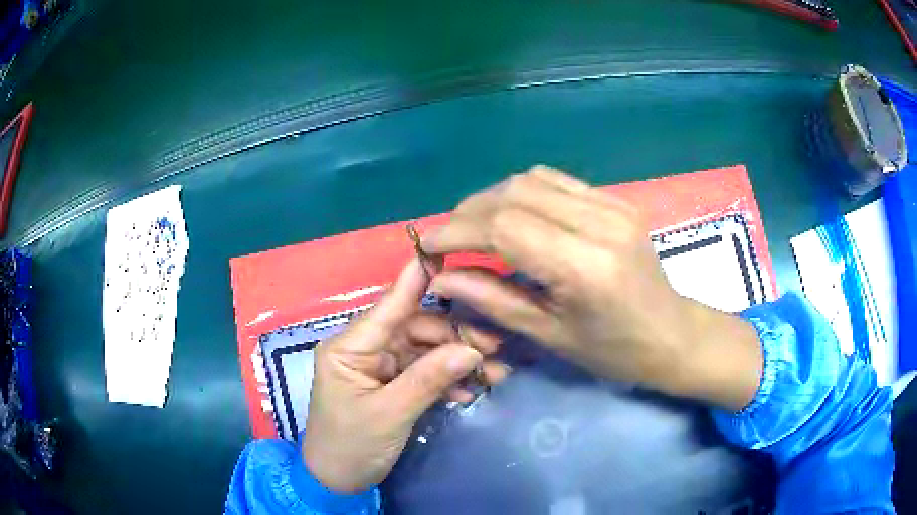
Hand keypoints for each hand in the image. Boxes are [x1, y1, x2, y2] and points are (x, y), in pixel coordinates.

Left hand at [302, 259, 508, 492]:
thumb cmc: (351, 445)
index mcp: (350, 346)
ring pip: (425, 350)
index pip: (388, 304)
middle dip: (455, 337)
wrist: (337, 480)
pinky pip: (424, 371)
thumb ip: (429, 379)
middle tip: (495, 347)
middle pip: (416, 328)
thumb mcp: (389, 414)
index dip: (417, 278)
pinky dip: (446, 380)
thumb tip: (471, 349)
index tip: (446, 253)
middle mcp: (364, 348)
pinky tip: (468, 392)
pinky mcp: (391, 383)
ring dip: (457, 360)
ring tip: (494, 373)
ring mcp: (379, 366)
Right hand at [422, 166, 762, 410]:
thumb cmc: (614, 351)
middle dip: (469, 212)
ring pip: (533, 179)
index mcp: (584, 267)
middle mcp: (600, 224)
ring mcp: (613, 205)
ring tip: (475, 227)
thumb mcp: (550, 335)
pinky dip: (524, 193)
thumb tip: (444, 277)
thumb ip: (493, 300)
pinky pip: (558, 182)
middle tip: (448, 238)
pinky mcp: (617, 200)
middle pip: (515, 193)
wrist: (673, 335)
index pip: (504, 228)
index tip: (429, 246)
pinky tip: (513, 216)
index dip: (458, 232)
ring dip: (494, 198)